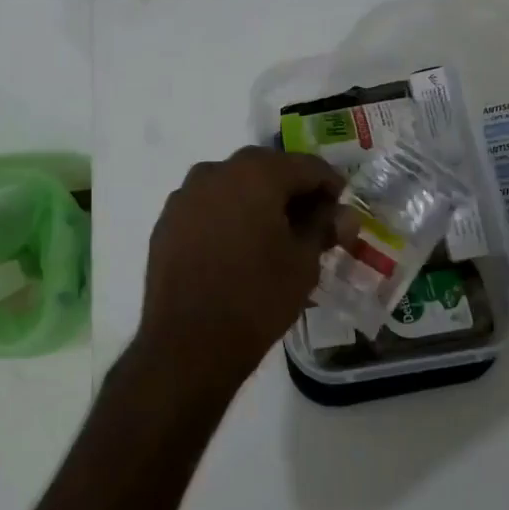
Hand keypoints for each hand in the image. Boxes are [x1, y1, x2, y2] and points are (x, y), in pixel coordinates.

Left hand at [137, 146, 346, 390]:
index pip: (306, 166)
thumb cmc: (257, 297)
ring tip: (272, 236)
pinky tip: (237, 248)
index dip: (330, 186)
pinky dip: (227, 217)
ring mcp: (185, 195)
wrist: (188, 343)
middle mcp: (216, 171)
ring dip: (256, 201)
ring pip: (232, 186)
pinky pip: (207, 208)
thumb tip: (342, 215)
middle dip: (291, 191)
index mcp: (256, 173)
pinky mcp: (166, 222)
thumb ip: (323, 228)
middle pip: (266, 170)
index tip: (340, 210)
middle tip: (311, 222)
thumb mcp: (303, 263)